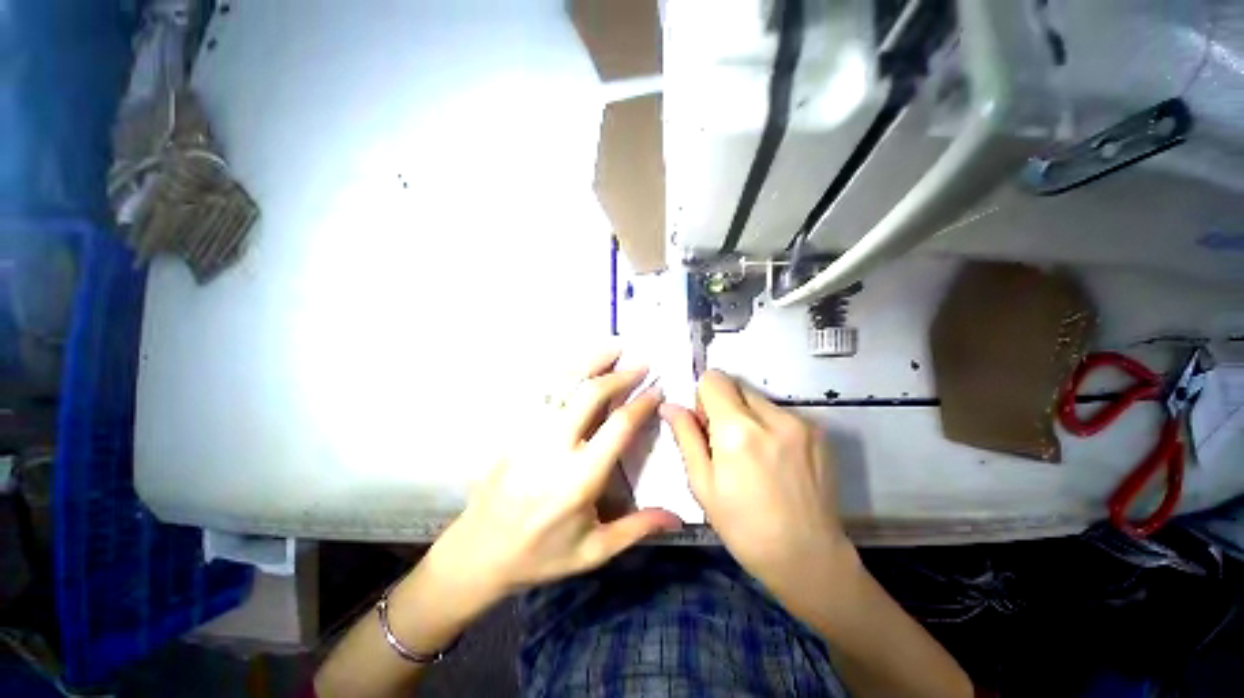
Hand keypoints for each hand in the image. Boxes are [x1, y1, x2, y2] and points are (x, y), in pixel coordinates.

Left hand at [434, 349, 680, 597]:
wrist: (478, 553)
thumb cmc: (540, 556)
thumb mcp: (593, 551)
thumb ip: (637, 528)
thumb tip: (677, 517)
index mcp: (579, 479)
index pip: (618, 427)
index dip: (641, 404)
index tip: (656, 390)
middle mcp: (554, 448)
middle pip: (590, 395)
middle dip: (619, 375)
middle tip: (640, 362)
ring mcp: (530, 433)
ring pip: (563, 385)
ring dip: (590, 362)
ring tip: (613, 346)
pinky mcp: (516, 430)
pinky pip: (544, 392)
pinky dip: (565, 373)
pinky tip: (579, 364)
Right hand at [661, 371, 850, 600]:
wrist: (808, 558)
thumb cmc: (743, 526)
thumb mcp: (702, 484)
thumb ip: (686, 436)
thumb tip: (670, 405)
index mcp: (737, 431)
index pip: (714, 379)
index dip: (703, 397)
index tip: (705, 424)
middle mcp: (772, 417)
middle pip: (737, 385)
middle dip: (724, 404)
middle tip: (726, 442)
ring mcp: (801, 422)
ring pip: (759, 398)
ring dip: (748, 415)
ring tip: (753, 454)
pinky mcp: (819, 432)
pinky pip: (781, 413)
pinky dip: (770, 425)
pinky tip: (775, 460)